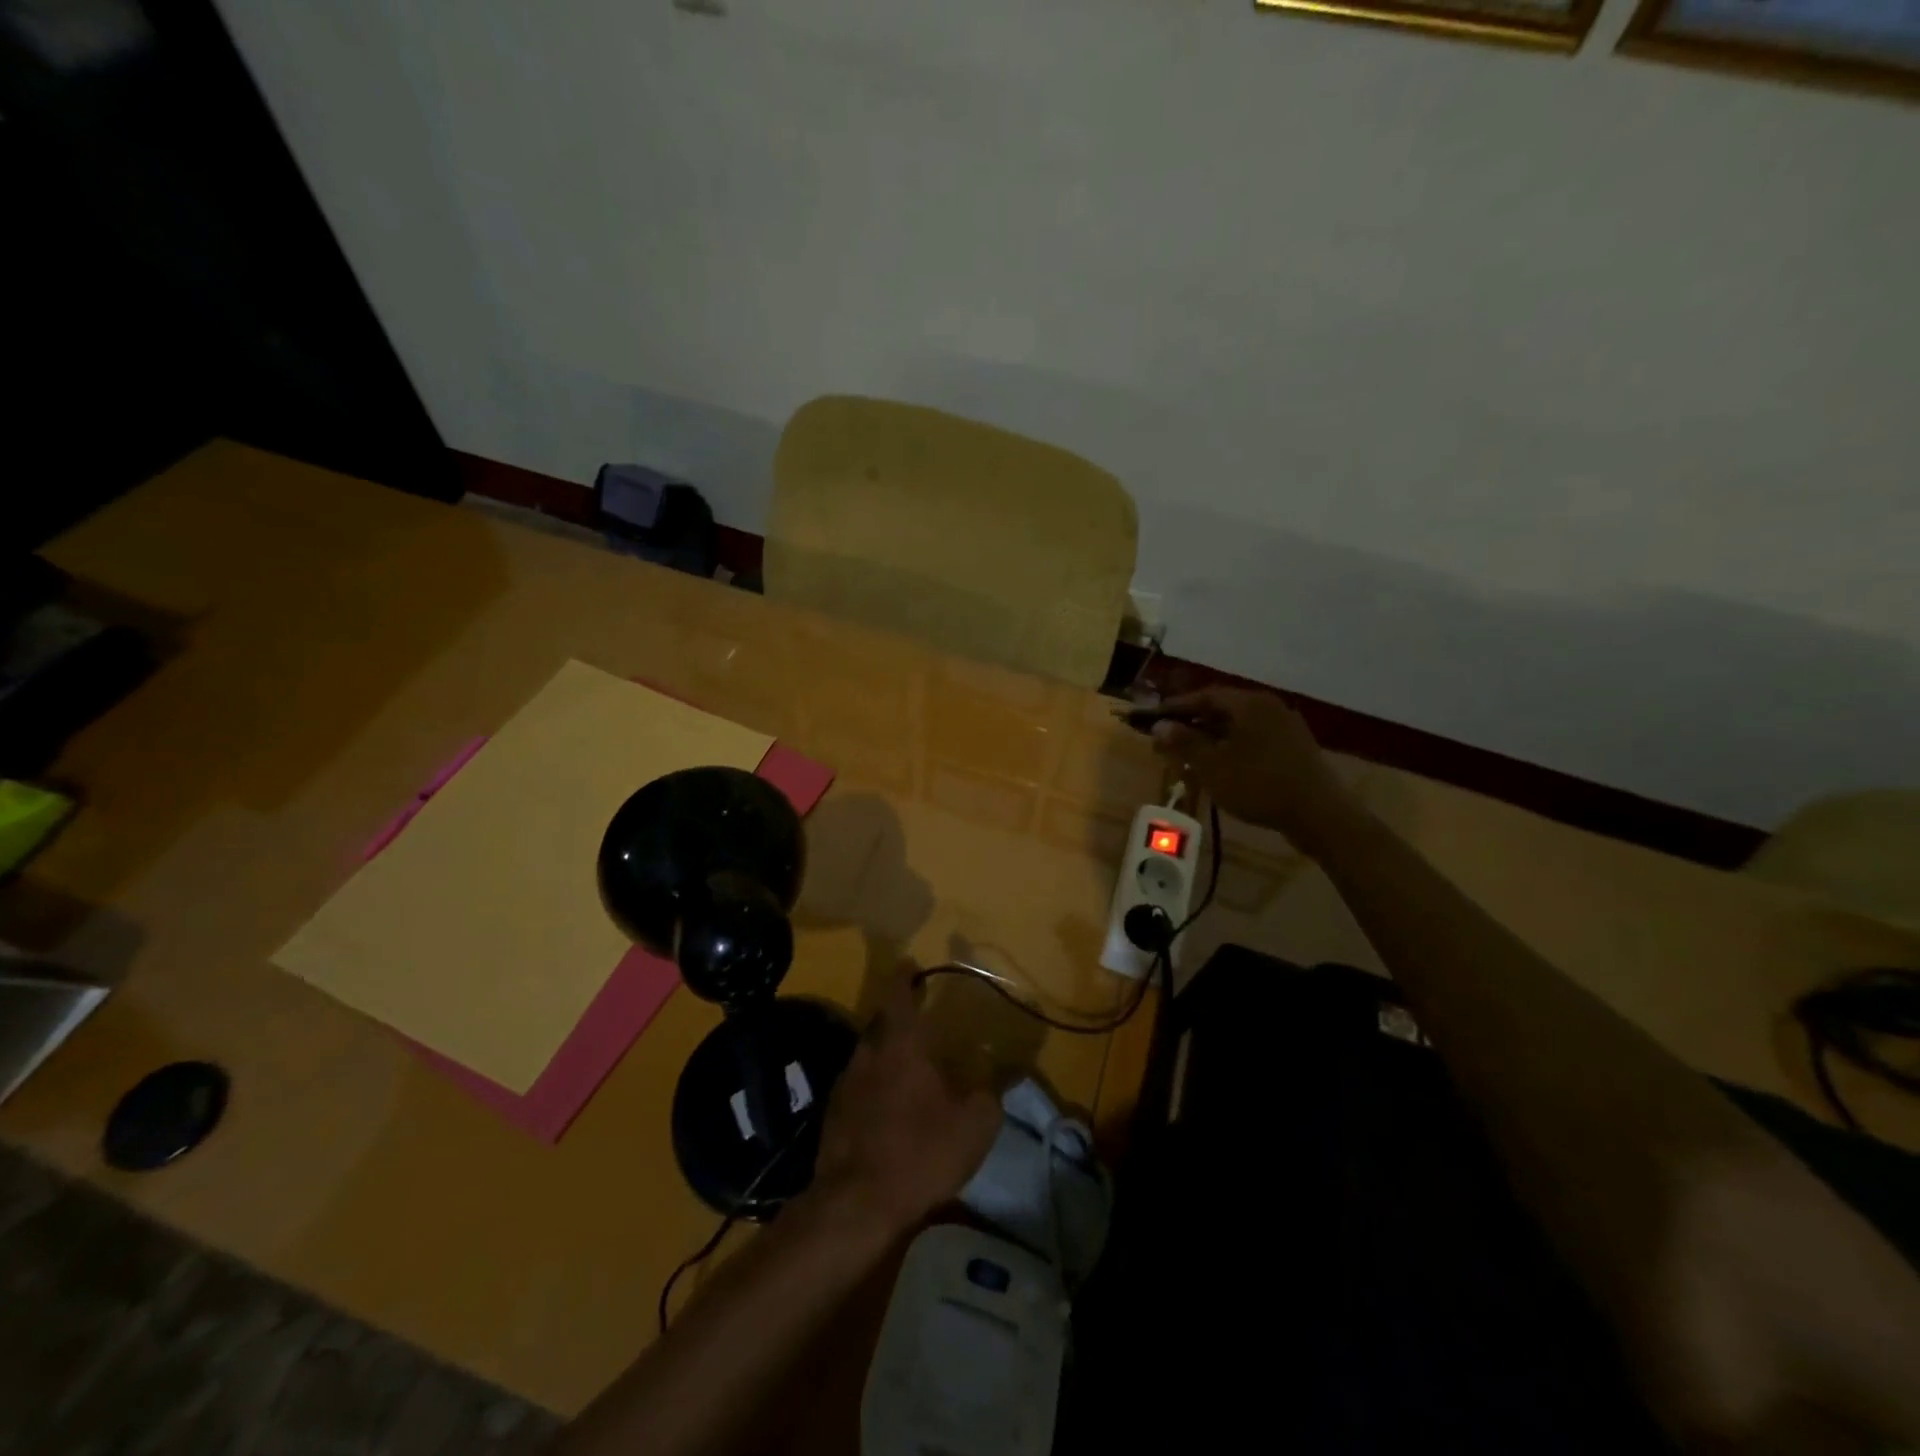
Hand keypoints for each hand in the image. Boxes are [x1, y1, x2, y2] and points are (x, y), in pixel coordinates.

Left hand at [809, 974, 1001, 1240]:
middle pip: (880, 1022)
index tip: (911, 963)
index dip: (904, 976)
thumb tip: (1011, 1069)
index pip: (898, 994)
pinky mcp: (833, 1116)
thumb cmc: (920, 1152)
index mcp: (900, 1044)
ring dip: (885, 1053)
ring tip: (906, 1064)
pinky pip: (857, 1086)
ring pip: (867, 1055)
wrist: (855, 1205)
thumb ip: (993, 1091)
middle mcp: (867, 1054)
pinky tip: (887, 1106)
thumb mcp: (974, 1124)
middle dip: (897, 1015)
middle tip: (917, 1017)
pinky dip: (873, 1086)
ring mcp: (844, 1085)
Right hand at [1149, 687, 1354, 845]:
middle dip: (1192, 724)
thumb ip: (1184, 742)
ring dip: (1211, 738)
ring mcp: (1286, 727)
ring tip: (1190, 756)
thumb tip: (1160, 725)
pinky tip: (1221, 767)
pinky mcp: (1295, 748)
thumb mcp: (1212, 765)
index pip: (1205, 695)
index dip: (1176, 707)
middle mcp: (1269, 707)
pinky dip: (1232, 747)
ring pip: (1239, 726)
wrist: (1318, 814)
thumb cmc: (1258, 785)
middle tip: (1167, 740)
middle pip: (1223, 709)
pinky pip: (1254, 739)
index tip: (1153, 718)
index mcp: (1249, 704)